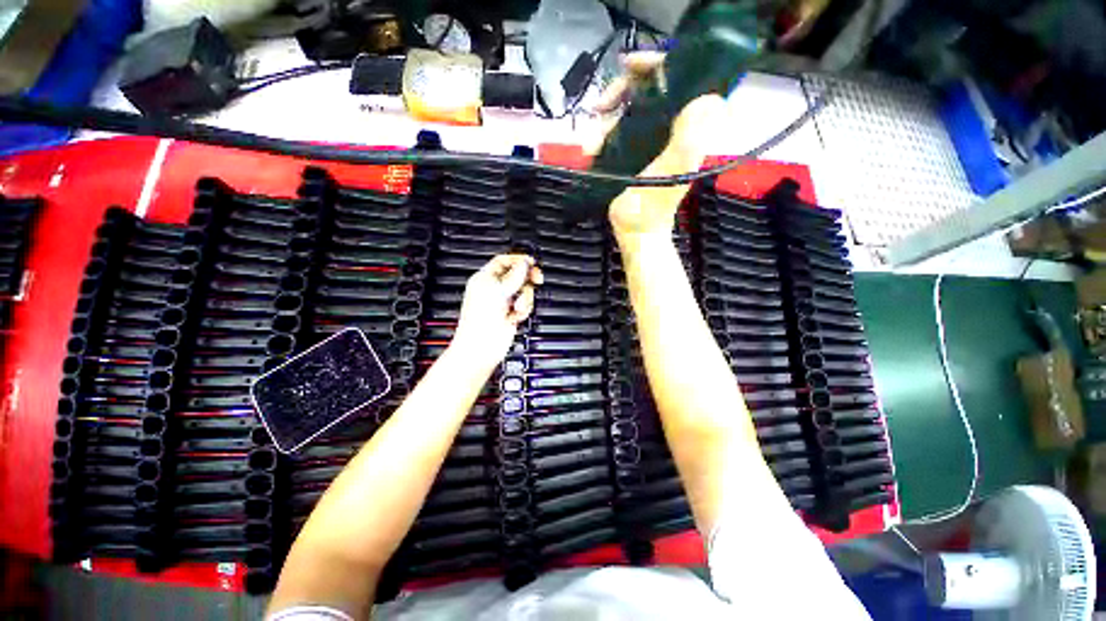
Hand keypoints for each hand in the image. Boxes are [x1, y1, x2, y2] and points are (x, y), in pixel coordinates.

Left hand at [451, 254, 542, 369]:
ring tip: (517, 307)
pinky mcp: (512, 314)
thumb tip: (525, 263)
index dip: (518, 260)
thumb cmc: (479, 319)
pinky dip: (524, 310)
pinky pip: (525, 305)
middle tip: (536, 278)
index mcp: (485, 278)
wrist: (482, 345)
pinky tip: (515, 316)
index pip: (504, 261)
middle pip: (517, 275)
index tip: (531, 261)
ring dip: (524, 299)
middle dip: (527, 279)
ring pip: (524, 291)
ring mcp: (504, 302)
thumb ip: (514, 275)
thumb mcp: (498, 290)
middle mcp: (495, 289)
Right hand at [593, 53, 726, 242]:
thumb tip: (705, 97)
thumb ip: (689, 140)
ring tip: (591, 143)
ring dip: (603, 121)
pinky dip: (599, 136)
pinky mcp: (631, 152)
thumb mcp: (672, 173)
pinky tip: (590, 150)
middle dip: (619, 93)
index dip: (654, 65)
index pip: (676, 79)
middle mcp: (668, 128)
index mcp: (684, 128)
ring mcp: (648, 140)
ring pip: (624, 110)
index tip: (627, 66)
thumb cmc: (651, 207)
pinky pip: (614, 131)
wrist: (634, 231)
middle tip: (599, 107)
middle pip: (645, 89)